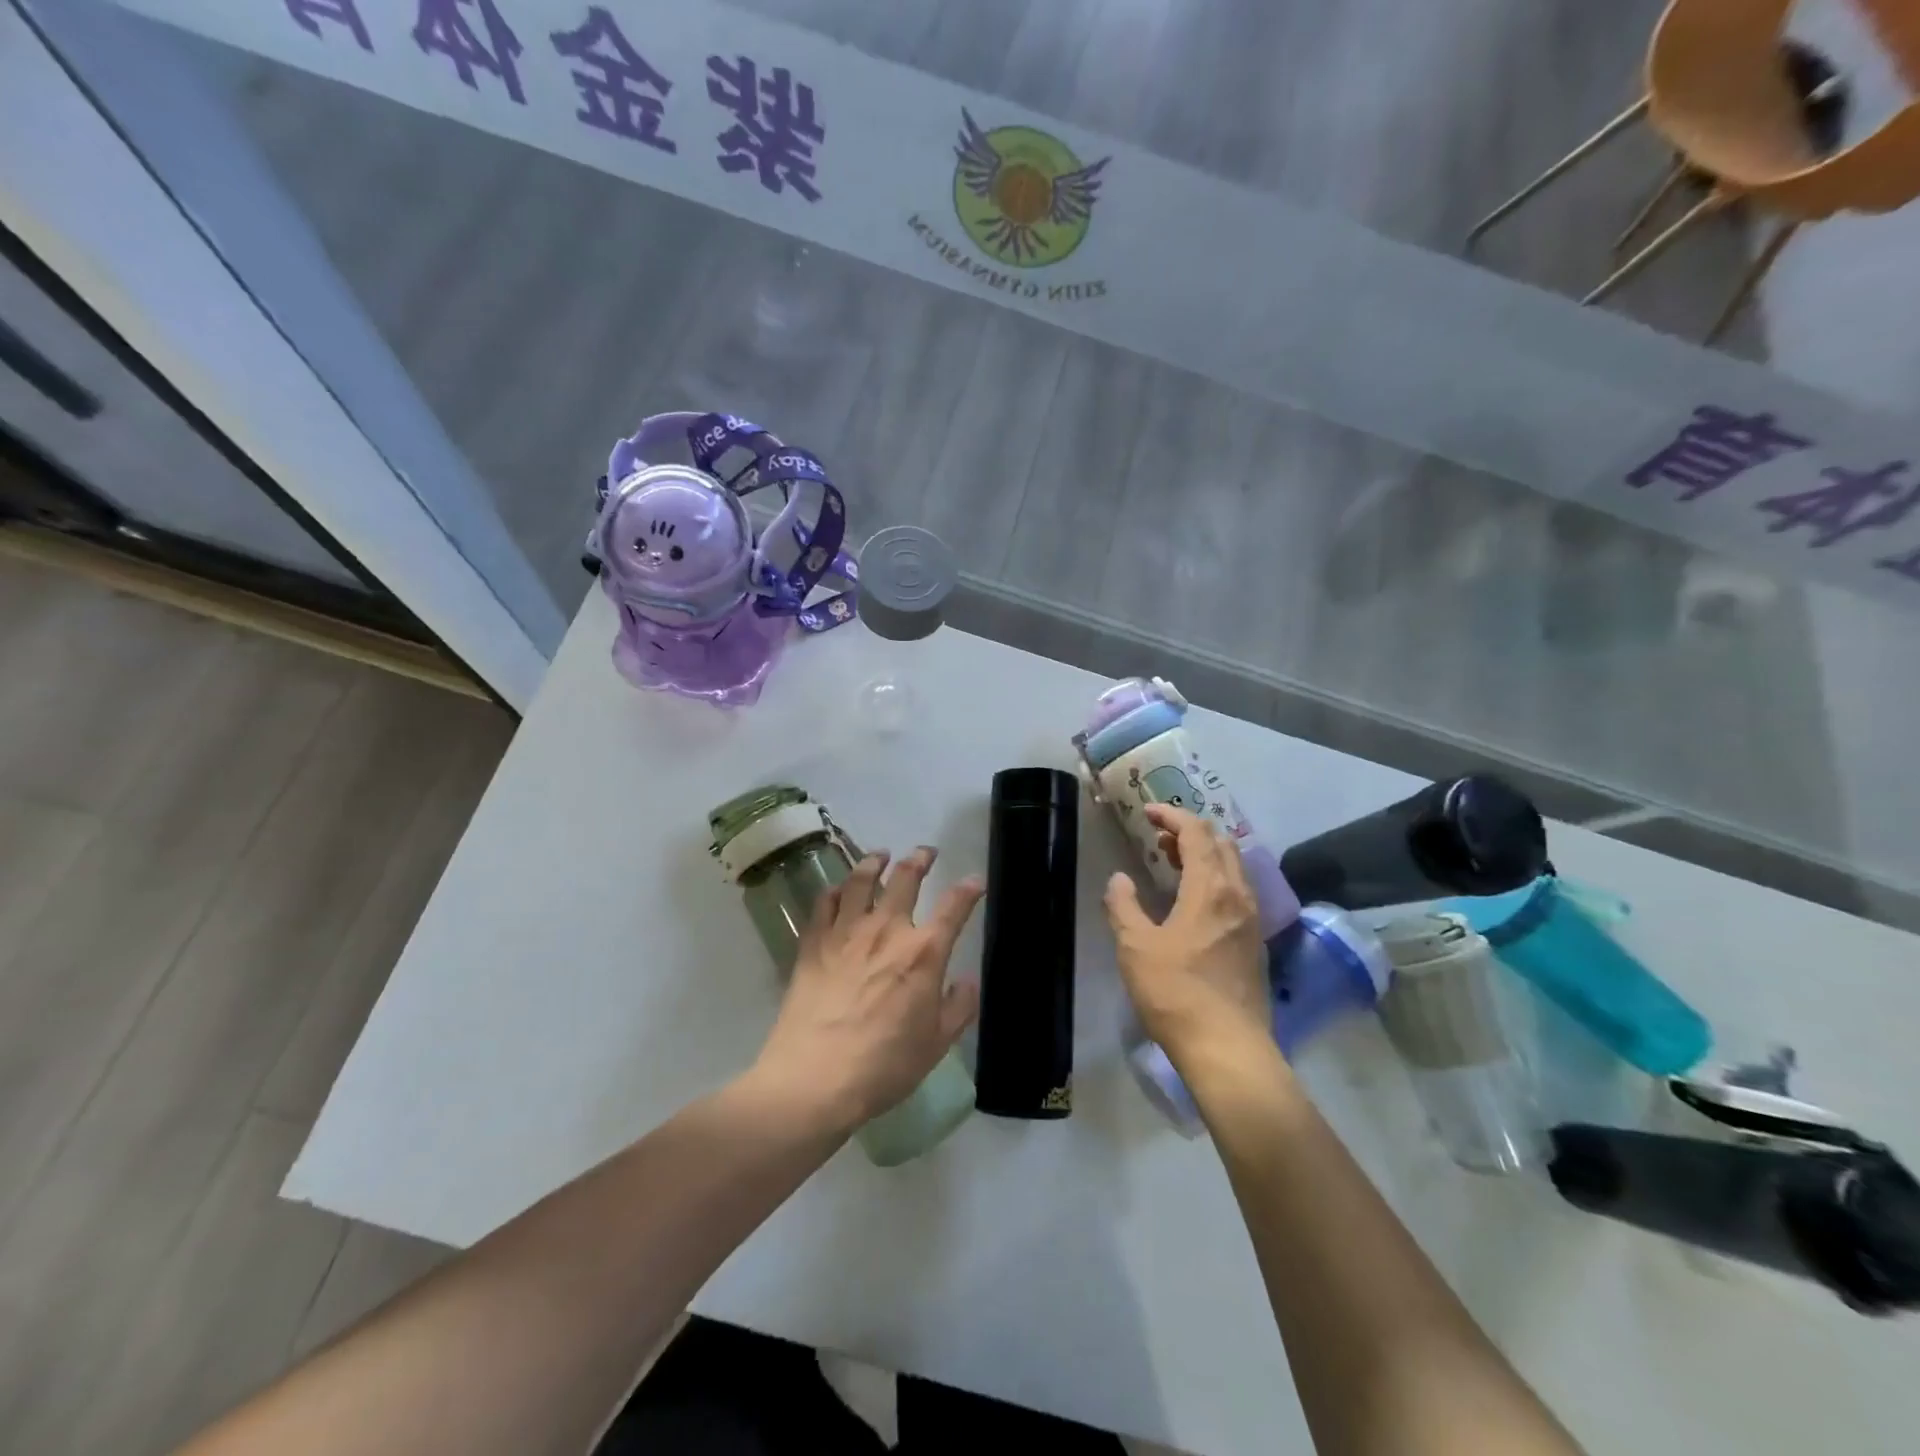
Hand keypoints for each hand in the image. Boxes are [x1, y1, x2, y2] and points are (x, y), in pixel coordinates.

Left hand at [754, 847, 982, 1135]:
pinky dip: (837, 889)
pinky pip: (825, 902)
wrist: (814, 1078)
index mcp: (923, 953)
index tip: (975, 880)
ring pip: (862, 880)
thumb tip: (967, 980)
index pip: (954, 907)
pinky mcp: (813, 942)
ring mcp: (846, 932)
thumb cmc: (883, 1066)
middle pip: (906, 878)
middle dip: (920, 859)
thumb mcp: (936, 1045)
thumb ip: (958, 1008)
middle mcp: (886, 929)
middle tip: (926, 852)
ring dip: (876, 862)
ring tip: (882, 855)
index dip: (968, 889)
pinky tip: (840, 889)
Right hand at [1104, 805, 1270, 1073]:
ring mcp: (1252, 920)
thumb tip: (1120, 880)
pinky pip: (1237, 892)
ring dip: (1205, 856)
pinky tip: (1194, 903)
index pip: (1197, 833)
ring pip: (1234, 869)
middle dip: (1191, 832)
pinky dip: (1215, 880)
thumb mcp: (1135, 946)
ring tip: (1174, 865)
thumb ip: (1123, 906)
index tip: (1148, 813)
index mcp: (1210, 888)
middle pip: (1222, 844)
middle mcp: (1238, 895)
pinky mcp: (1255, 944)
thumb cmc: (1176, 992)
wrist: (1228, 1048)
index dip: (1172, 816)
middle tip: (1159, 839)